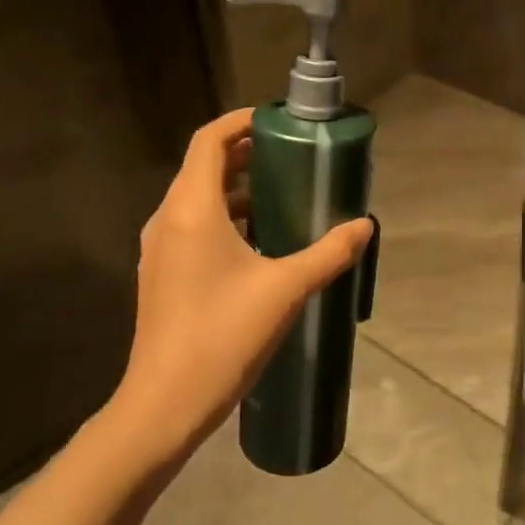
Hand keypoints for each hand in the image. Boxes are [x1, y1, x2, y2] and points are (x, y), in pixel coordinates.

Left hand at [115, 107, 372, 462]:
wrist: (165, 403)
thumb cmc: (224, 336)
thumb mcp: (286, 289)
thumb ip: (329, 252)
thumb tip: (364, 226)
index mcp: (191, 209)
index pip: (210, 140)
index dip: (241, 122)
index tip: (279, 122)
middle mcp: (168, 219)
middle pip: (204, 167)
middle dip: (247, 154)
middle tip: (292, 156)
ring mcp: (160, 249)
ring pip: (198, 199)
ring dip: (238, 189)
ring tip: (284, 195)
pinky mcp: (163, 275)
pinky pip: (194, 227)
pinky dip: (226, 219)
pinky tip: (261, 243)